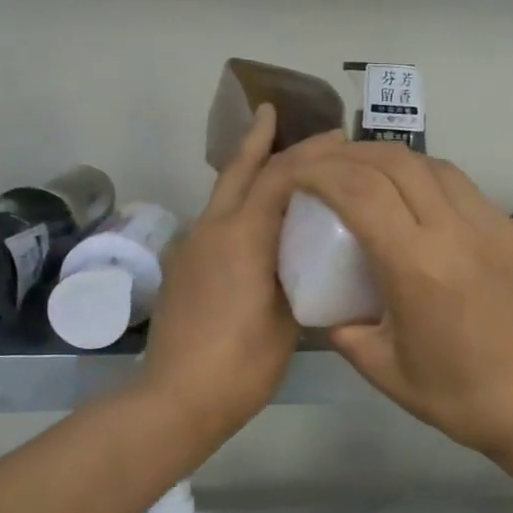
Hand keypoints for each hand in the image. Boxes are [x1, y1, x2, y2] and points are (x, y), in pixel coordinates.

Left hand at [141, 105, 328, 447]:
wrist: (176, 398)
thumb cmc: (242, 364)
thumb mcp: (288, 320)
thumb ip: (296, 276)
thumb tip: (306, 257)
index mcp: (242, 237)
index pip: (278, 177)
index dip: (308, 154)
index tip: (336, 138)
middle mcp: (212, 230)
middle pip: (237, 170)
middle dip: (258, 139)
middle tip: (278, 114)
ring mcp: (191, 247)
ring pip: (223, 194)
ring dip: (246, 170)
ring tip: (275, 162)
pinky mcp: (183, 267)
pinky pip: (216, 220)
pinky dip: (238, 204)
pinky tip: (256, 219)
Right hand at [286, 143, 512, 458]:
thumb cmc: (454, 395)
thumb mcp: (380, 367)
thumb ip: (342, 328)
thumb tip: (327, 302)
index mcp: (418, 267)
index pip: (359, 191)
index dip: (319, 172)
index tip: (296, 172)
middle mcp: (460, 233)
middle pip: (398, 162)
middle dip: (352, 154)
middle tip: (328, 163)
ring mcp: (501, 227)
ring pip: (440, 169)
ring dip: (398, 164)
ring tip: (375, 176)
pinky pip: (474, 197)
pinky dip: (440, 193)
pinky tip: (431, 216)